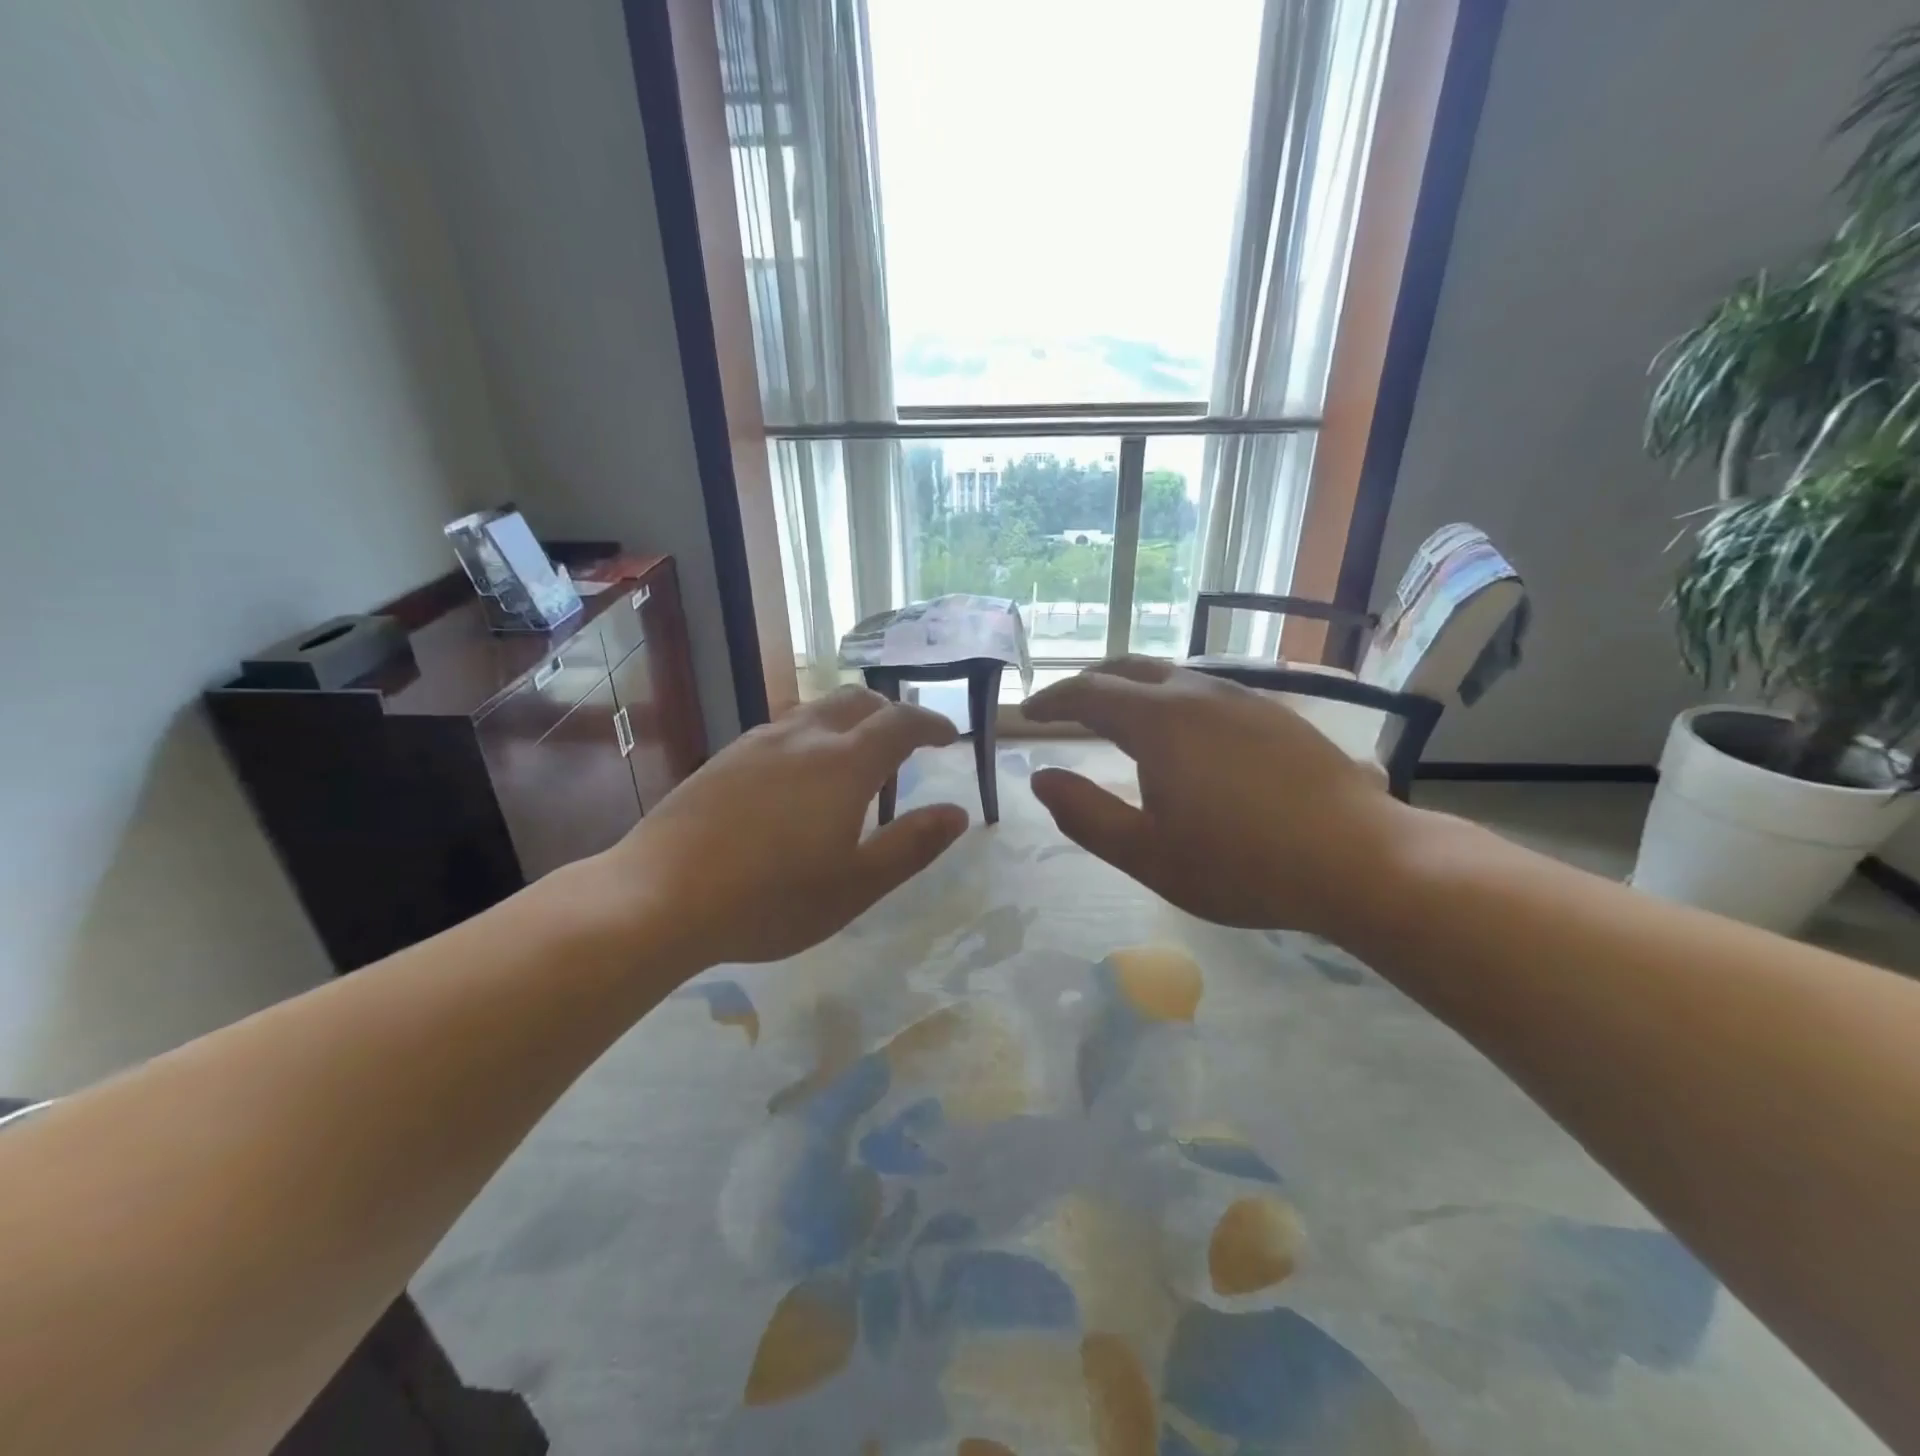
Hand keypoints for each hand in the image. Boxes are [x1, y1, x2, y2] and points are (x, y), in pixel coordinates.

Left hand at [595, 687, 968, 965]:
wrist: (658, 897)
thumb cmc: (770, 899)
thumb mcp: (856, 885)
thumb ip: (912, 845)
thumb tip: (957, 813)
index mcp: (844, 763)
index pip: (900, 722)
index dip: (931, 723)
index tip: (949, 737)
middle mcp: (803, 737)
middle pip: (857, 700)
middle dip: (890, 712)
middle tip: (906, 742)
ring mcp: (756, 743)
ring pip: (815, 711)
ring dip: (848, 722)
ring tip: (855, 761)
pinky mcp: (724, 758)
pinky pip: (783, 730)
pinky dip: (811, 737)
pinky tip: (798, 778)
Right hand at [1024, 657, 1411, 937]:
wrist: (1360, 861)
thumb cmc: (1241, 864)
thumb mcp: (1147, 855)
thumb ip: (1086, 815)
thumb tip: (1042, 778)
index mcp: (1158, 721)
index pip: (1089, 692)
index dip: (1052, 700)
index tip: (1028, 714)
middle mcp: (1199, 694)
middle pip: (1129, 668)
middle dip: (1090, 682)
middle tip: (1066, 707)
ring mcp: (1244, 700)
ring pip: (1173, 676)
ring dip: (1134, 689)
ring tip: (1120, 718)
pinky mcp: (1277, 716)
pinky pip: (1208, 693)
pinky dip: (1174, 702)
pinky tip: (1186, 736)